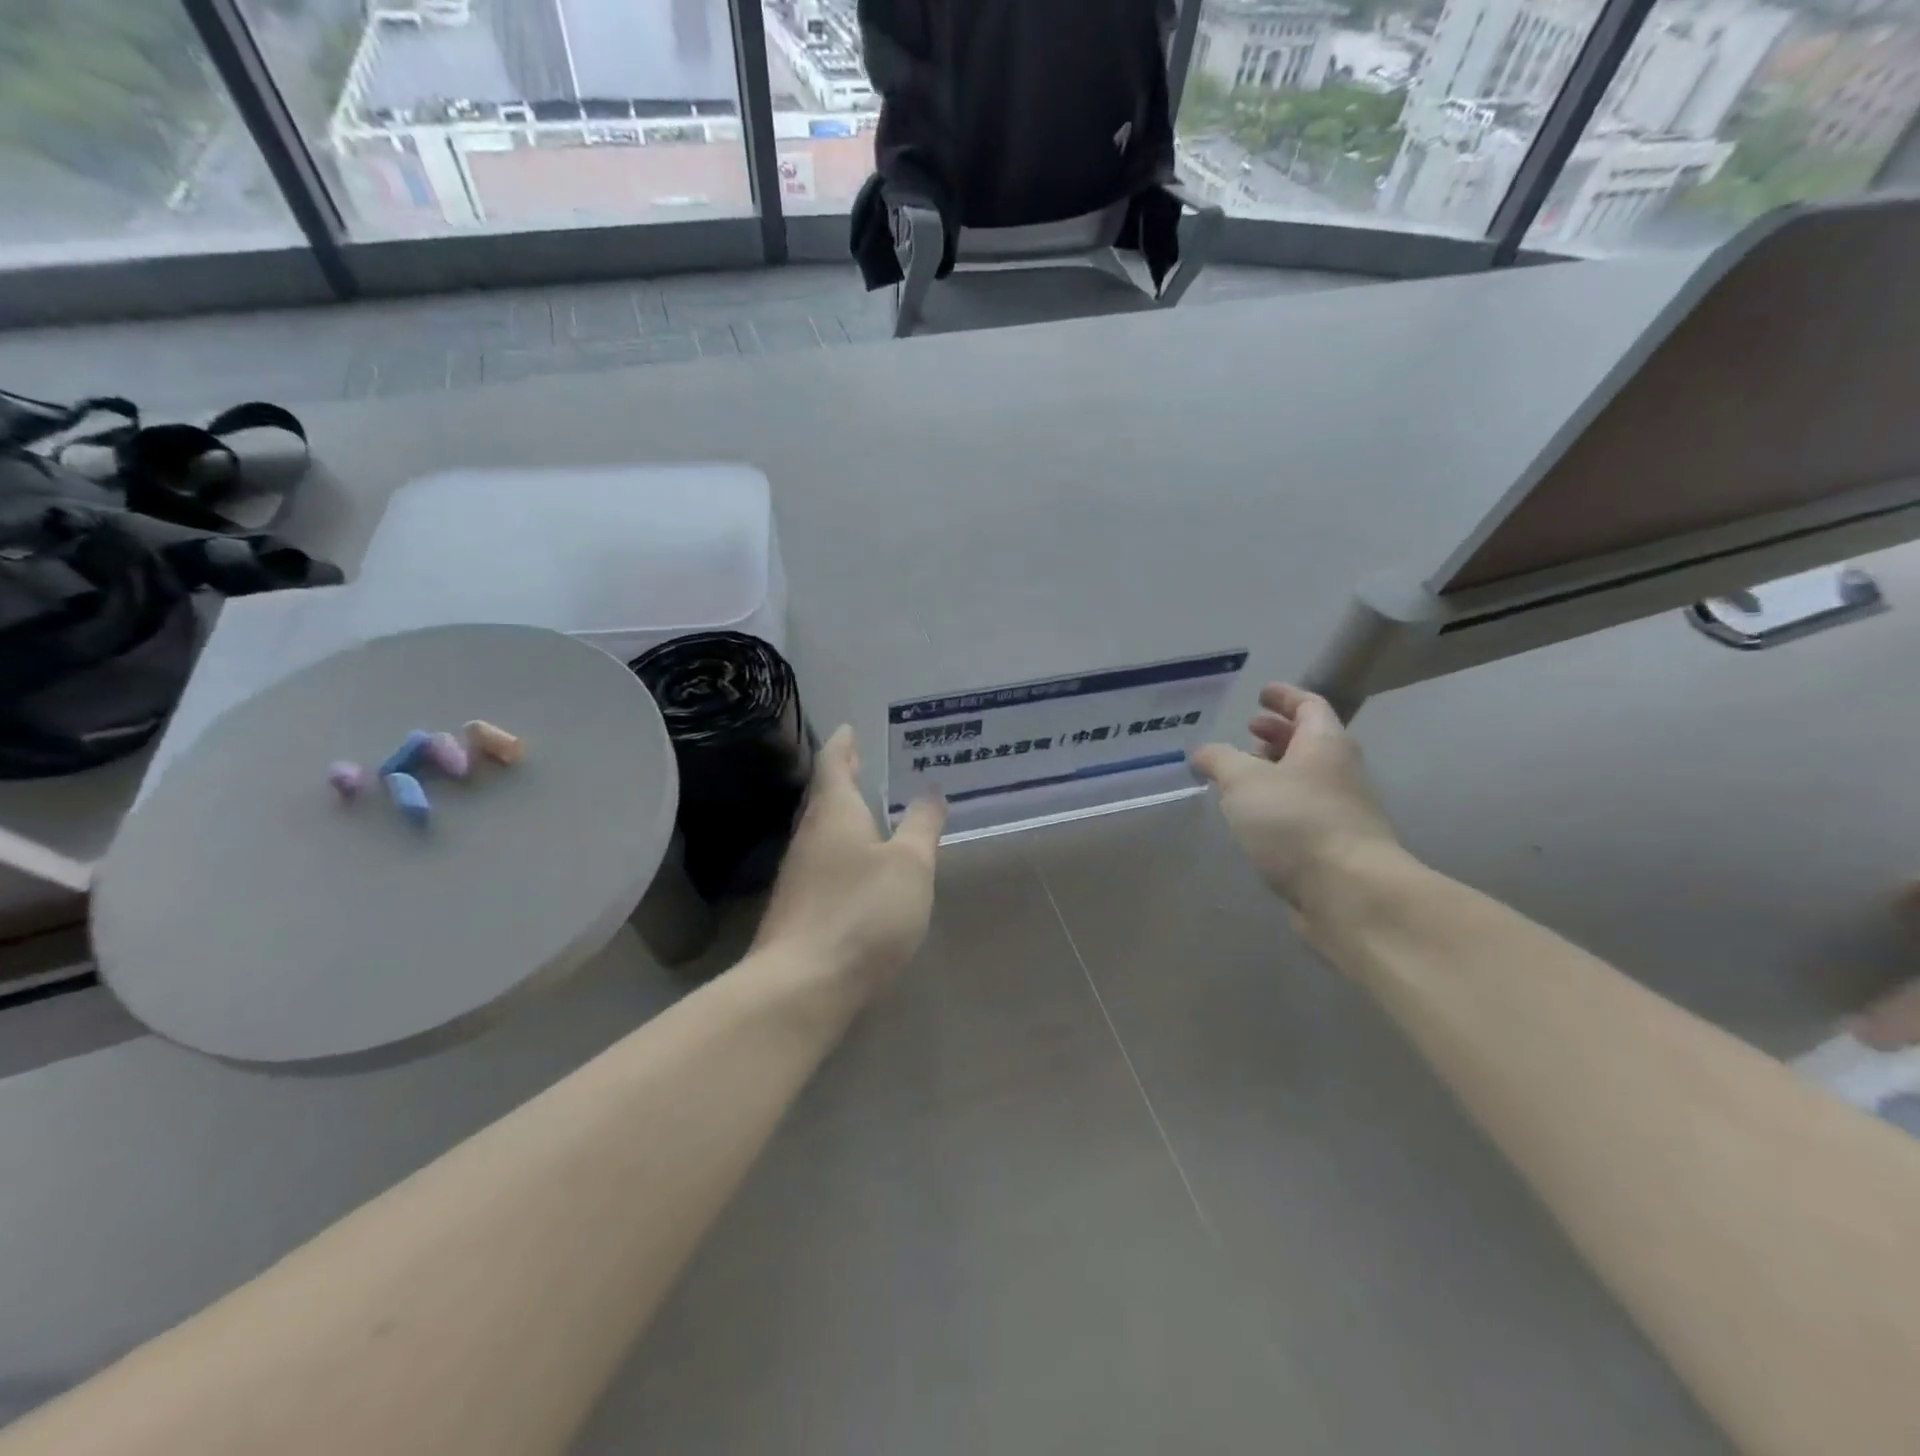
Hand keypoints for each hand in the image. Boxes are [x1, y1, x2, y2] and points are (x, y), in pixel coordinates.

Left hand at [752, 726, 945, 1000]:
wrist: (801, 986)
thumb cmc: (862, 912)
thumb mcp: (909, 865)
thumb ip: (922, 825)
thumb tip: (930, 789)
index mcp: (834, 813)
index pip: (834, 763)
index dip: (843, 743)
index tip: (850, 728)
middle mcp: (809, 836)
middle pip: (824, 796)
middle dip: (843, 777)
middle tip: (864, 762)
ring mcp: (799, 875)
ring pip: (822, 831)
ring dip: (842, 814)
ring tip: (868, 809)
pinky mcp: (798, 909)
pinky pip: (823, 862)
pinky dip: (842, 849)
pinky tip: (859, 867)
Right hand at [1190, 683, 1401, 912]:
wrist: (1348, 892)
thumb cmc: (1296, 821)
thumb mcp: (1243, 781)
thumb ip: (1219, 760)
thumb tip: (1202, 752)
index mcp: (1324, 744)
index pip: (1309, 706)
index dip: (1285, 697)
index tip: (1262, 692)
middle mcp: (1339, 771)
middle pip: (1309, 741)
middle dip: (1277, 733)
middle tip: (1248, 730)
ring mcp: (1340, 810)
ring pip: (1305, 777)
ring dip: (1276, 769)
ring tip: (1242, 774)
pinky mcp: (1333, 844)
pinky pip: (1302, 810)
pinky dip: (1278, 803)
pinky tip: (1253, 815)